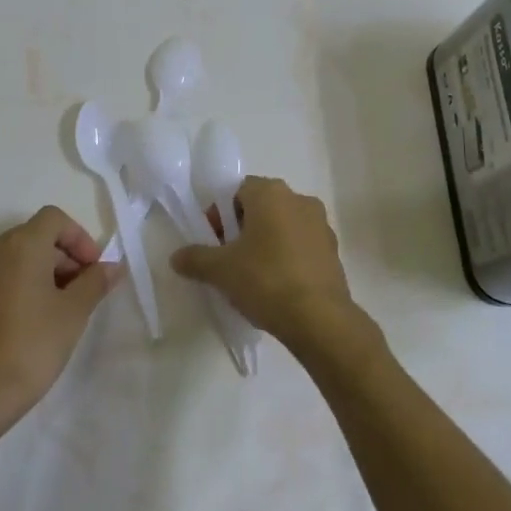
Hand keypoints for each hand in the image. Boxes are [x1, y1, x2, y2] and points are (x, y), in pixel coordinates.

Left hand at [0, 206, 118, 427]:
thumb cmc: (32, 344)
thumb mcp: (74, 312)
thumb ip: (95, 282)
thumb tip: (113, 266)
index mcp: (21, 244)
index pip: (55, 219)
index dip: (79, 238)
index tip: (93, 269)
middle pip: (35, 235)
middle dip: (63, 256)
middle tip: (82, 291)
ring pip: (16, 256)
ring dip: (42, 270)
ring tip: (59, 307)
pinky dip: (19, 283)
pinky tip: (32, 318)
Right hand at [171, 177, 362, 351]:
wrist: (319, 319)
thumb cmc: (265, 280)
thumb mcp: (220, 270)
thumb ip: (195, 258)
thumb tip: (176, 257)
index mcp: (271, 193)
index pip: (237, 191)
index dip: (220, 215)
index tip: (214, 243)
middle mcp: (299, 199)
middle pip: (261, 207)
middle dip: (243, 229)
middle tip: (229, 260)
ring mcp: (321, 225)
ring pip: (283, 226)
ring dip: (267, 243)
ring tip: (254, 277)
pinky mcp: (334, 251)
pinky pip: (302, 246)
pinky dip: (288, 258)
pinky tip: (278, 287)